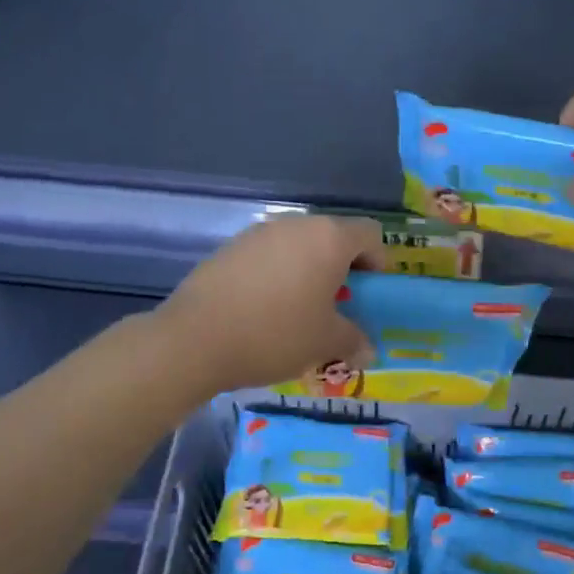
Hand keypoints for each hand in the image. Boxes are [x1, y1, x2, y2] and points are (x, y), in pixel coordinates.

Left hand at [154, 215, 384, 394]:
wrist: (195, 339)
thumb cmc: (275, 334)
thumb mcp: (324, 343)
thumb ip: (353, 340)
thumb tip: (368, 349)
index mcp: (329, 238)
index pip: (370, 234)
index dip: (377, 263)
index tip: (368, 295)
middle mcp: (296, 224)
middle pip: (333, 237)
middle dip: (341, 268)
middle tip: (336, 306)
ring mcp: (259, 232)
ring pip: (299, 245)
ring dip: (308, 270)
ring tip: (298, 310)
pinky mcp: (231, 247)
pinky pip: (269, 254)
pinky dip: (277, 274)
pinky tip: (264, 308)